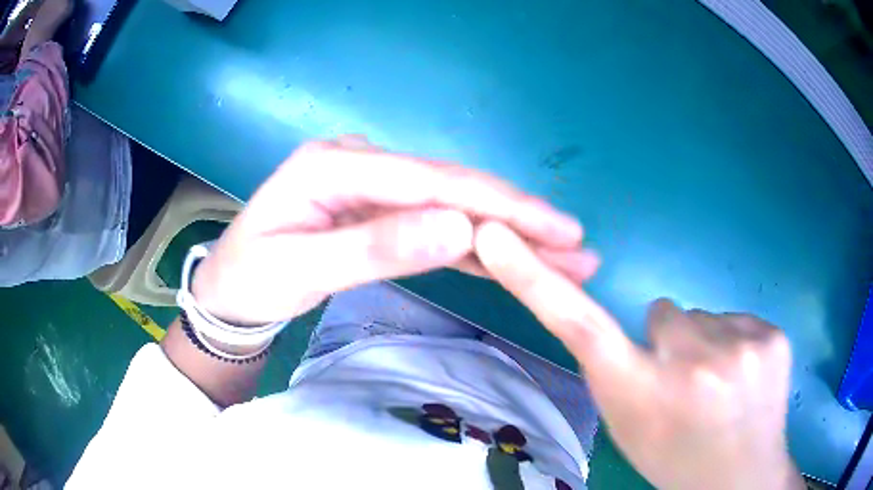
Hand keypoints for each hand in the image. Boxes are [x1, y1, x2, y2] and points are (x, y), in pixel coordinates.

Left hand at [191, 136, 599, 324]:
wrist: (227, 290)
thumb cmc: (250, 278)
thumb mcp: (302, 267)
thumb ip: (378, 246)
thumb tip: (459, 229)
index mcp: (335, 165)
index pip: (434, 181)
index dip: (501, 205)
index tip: (557, 230)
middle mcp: (360, 164)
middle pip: (453, 189)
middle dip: (519, 218)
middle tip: (576, 245)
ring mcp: (371, 187)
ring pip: (451, 208)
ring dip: (507, 235)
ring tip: (560, 256)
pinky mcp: (376, 211)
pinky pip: (432, 226)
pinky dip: (473, 246)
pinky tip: (511, 259)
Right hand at [474, 221, 803, 489]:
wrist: (739, 480)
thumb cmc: (676, 460)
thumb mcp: (630, 428)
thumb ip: (619, 375)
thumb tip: (637, 329)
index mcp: (642, 397)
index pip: (580, 326)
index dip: (535, 280)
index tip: (498, 238)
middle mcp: (690, 367)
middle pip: (664, 313)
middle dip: (670, 340)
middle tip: (687, 383)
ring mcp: (741, 348)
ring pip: (707, 316)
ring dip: (707, 344)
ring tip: (721, 386)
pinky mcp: (774, 338)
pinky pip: (741, 320)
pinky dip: (739, 344)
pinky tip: (747, 380)